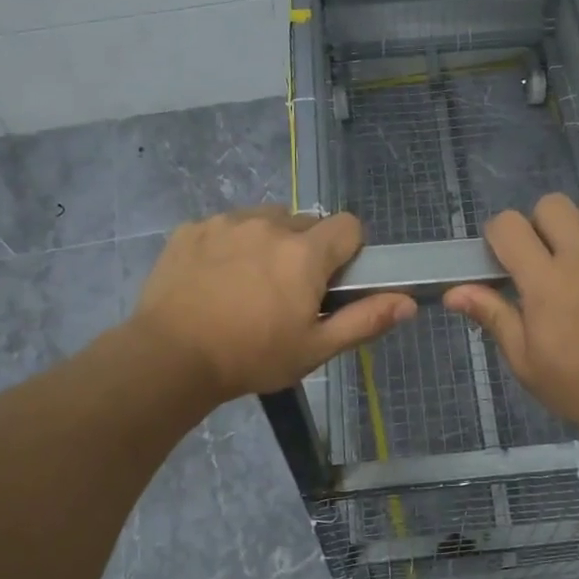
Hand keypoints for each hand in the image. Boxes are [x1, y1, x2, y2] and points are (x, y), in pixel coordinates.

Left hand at [131, 207, 414, 400]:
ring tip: (248, 285)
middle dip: (306, 251)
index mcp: (305, 253)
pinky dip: (229, 245)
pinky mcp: (191, 229)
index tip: (333, 282)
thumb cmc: (252, 357)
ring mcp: (226, 222)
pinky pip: (225, 226)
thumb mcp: (315, 349)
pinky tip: (214, 280)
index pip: (349, 226)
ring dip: (268, 243)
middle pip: (305, 223)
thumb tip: (408, 302)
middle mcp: (269, 224)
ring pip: (264, 221)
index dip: (349, 251)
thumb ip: (365, 320)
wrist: (170, 358)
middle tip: (288, 293)